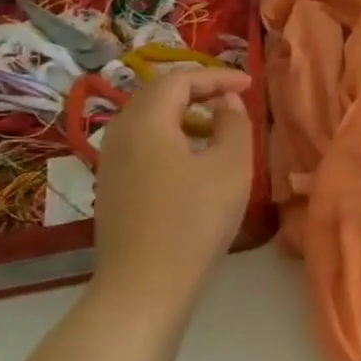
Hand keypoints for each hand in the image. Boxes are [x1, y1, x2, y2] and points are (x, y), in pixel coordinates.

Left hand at [91, 66, 253, 315]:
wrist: (145, 285)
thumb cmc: (194, 219)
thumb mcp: (231, 165)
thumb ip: (233, 123)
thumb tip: (225, 103)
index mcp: (146, 122)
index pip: (179, 80)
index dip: (216, 76)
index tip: (249, 84)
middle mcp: (120, 134)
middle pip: (157, 95)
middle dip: (198, 89)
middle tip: (233, 97)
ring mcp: (110, 163)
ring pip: (147, 119)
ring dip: (184, 113)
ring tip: (217, 126)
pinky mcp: (112, 187)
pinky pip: (142, 143)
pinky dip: (170, 135)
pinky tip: (193, 159)